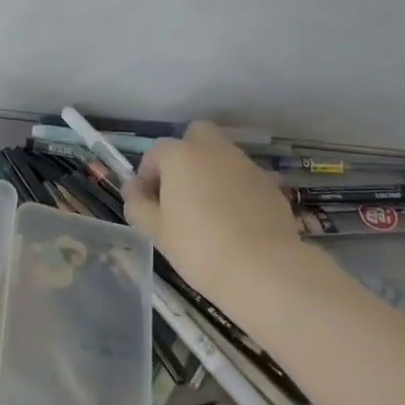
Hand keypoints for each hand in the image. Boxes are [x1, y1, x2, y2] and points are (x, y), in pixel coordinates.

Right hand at [122, 121, 306, 306]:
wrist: (263, 269)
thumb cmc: (198, 247)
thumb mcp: (156, 231)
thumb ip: (138, 204)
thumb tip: (133, 189)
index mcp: (181, 156)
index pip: (156, 152)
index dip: (147, 175)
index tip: (148, 203)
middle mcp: (214, 151)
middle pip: (196, 135)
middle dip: (185, 155)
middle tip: (180, 191)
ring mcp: (246, 166)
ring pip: (223, 156)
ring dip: (212, 173)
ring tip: (209, 211)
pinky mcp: (271, 185)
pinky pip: (245, 179)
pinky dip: (236, 190)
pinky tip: (235, 222)